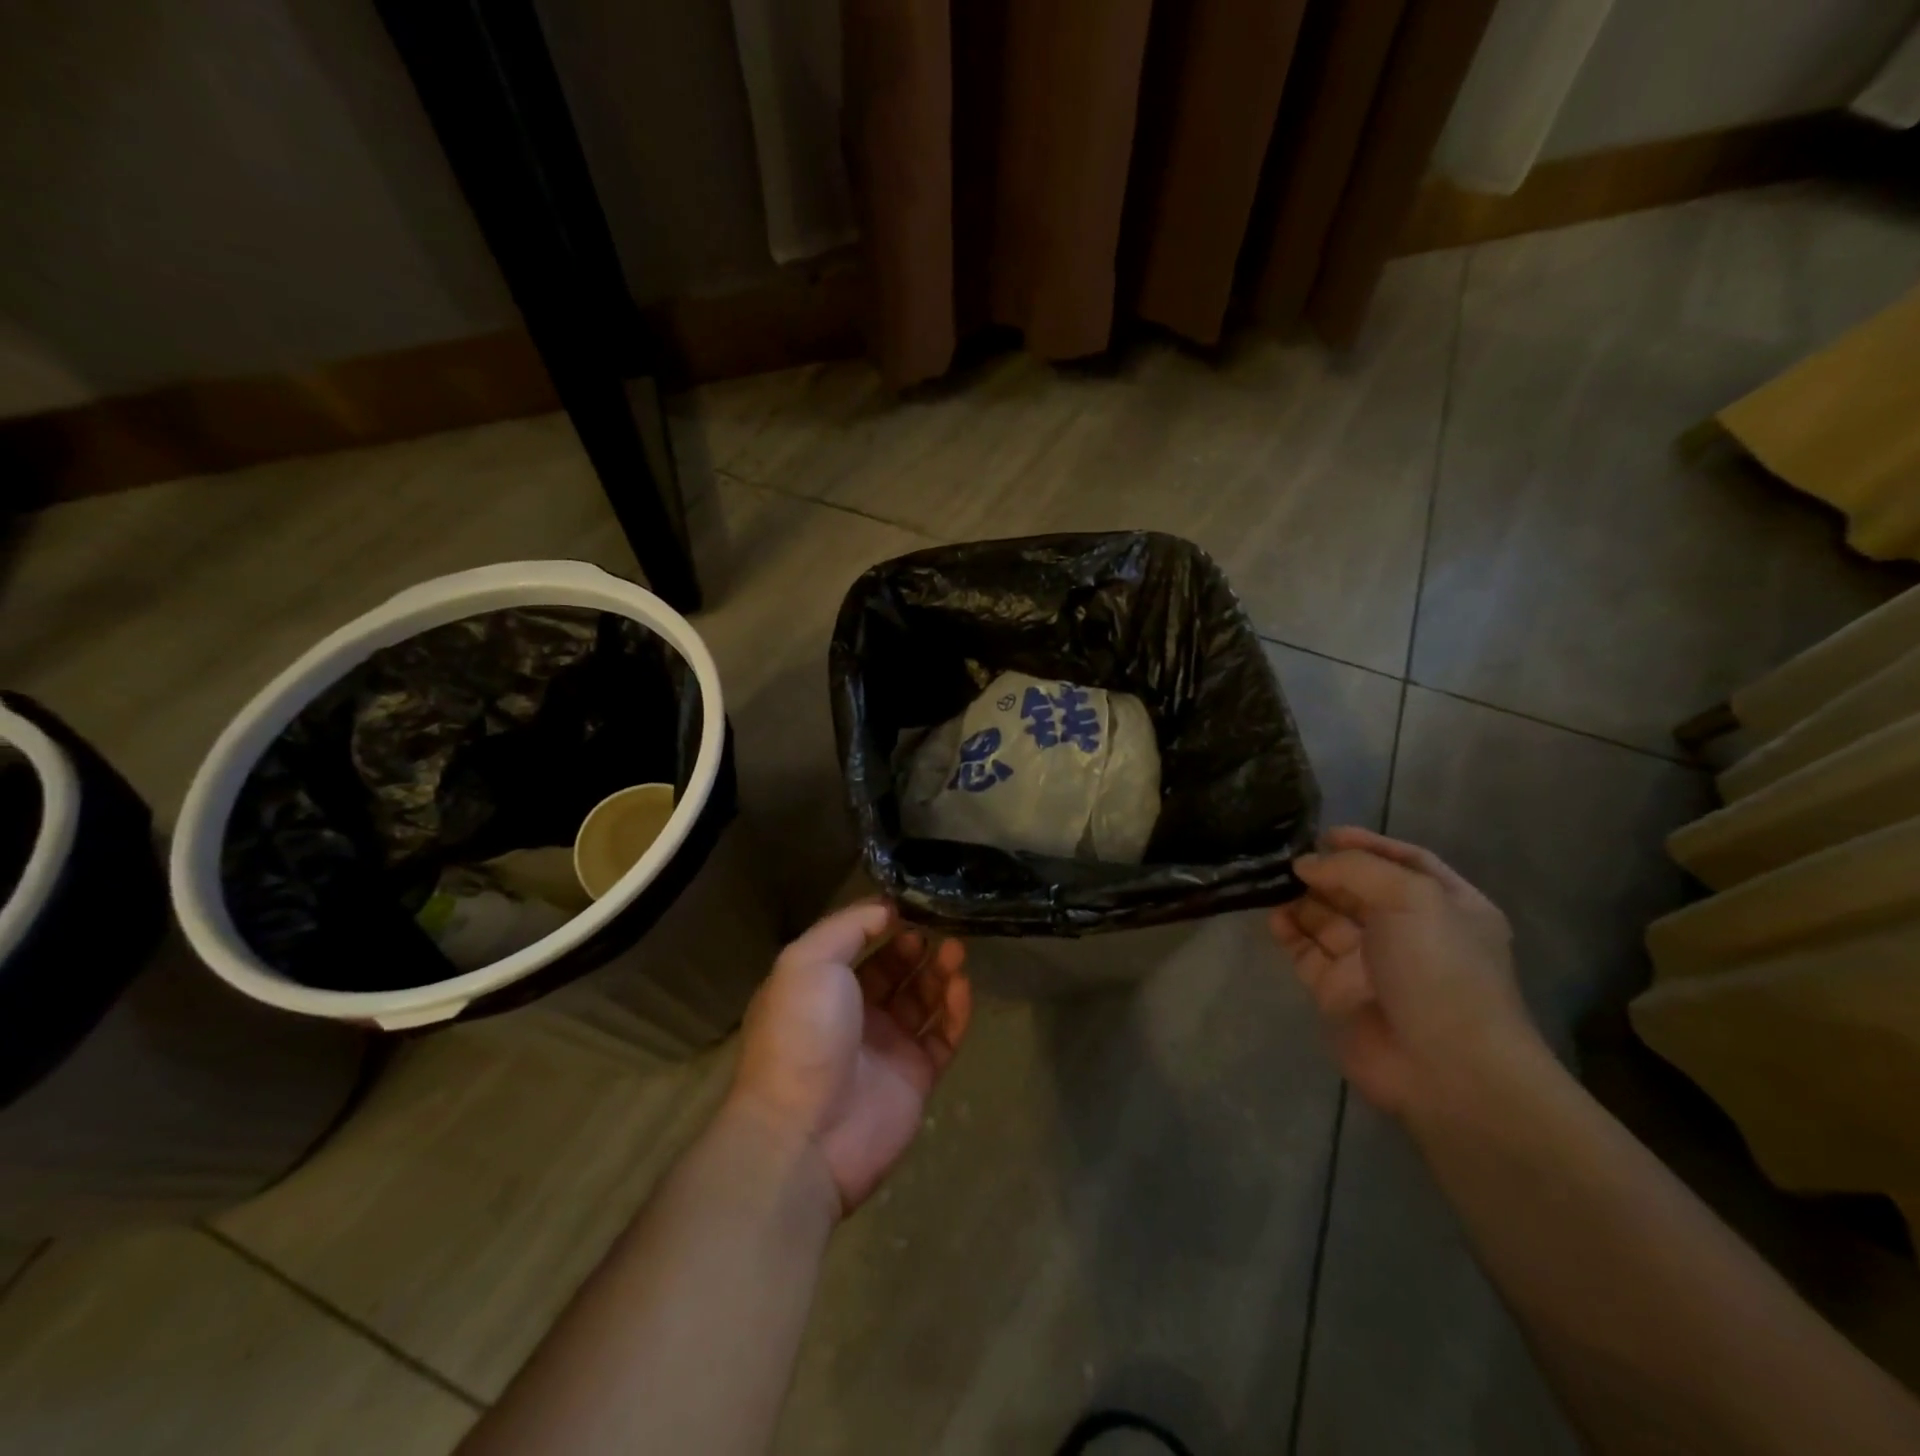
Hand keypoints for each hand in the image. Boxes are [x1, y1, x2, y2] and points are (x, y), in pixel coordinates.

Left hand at [729, 900, 971, 1213]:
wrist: (804, 1134)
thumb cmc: (802, 1035)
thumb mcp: (808, 961)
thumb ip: (848, 926)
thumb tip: (886, 908)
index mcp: (821, 986)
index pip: (859, 945)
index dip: (884, 924)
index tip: (913, 905)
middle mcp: (854, 1013)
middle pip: (895, 970)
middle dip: (917, 946)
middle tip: (941, 928)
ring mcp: (887, 1046)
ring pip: (923, 1000)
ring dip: (940, 972)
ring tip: (957, 951)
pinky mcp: (915, 1077)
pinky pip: (943, 1036)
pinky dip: (956, 1010)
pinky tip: (963, 986)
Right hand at [1270, 826, 1541, 1119]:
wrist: (1445, 1067)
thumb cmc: (1440, 968)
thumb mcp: (1410, 897)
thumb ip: (1355, 869)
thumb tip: (1306, 864)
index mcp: (1446, 906)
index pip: (1405, 862)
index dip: (1368, 844)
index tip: (1325, 834)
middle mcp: (1409, 931)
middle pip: (1359, 889)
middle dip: (1326, 871)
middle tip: (1288, 858)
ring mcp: (1370, 963)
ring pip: (1327, 918)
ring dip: (1301, 898)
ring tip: (1273, 883)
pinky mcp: (1337, 991)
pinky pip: (1306, 952)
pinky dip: (1288, 932)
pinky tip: (1274, 918)